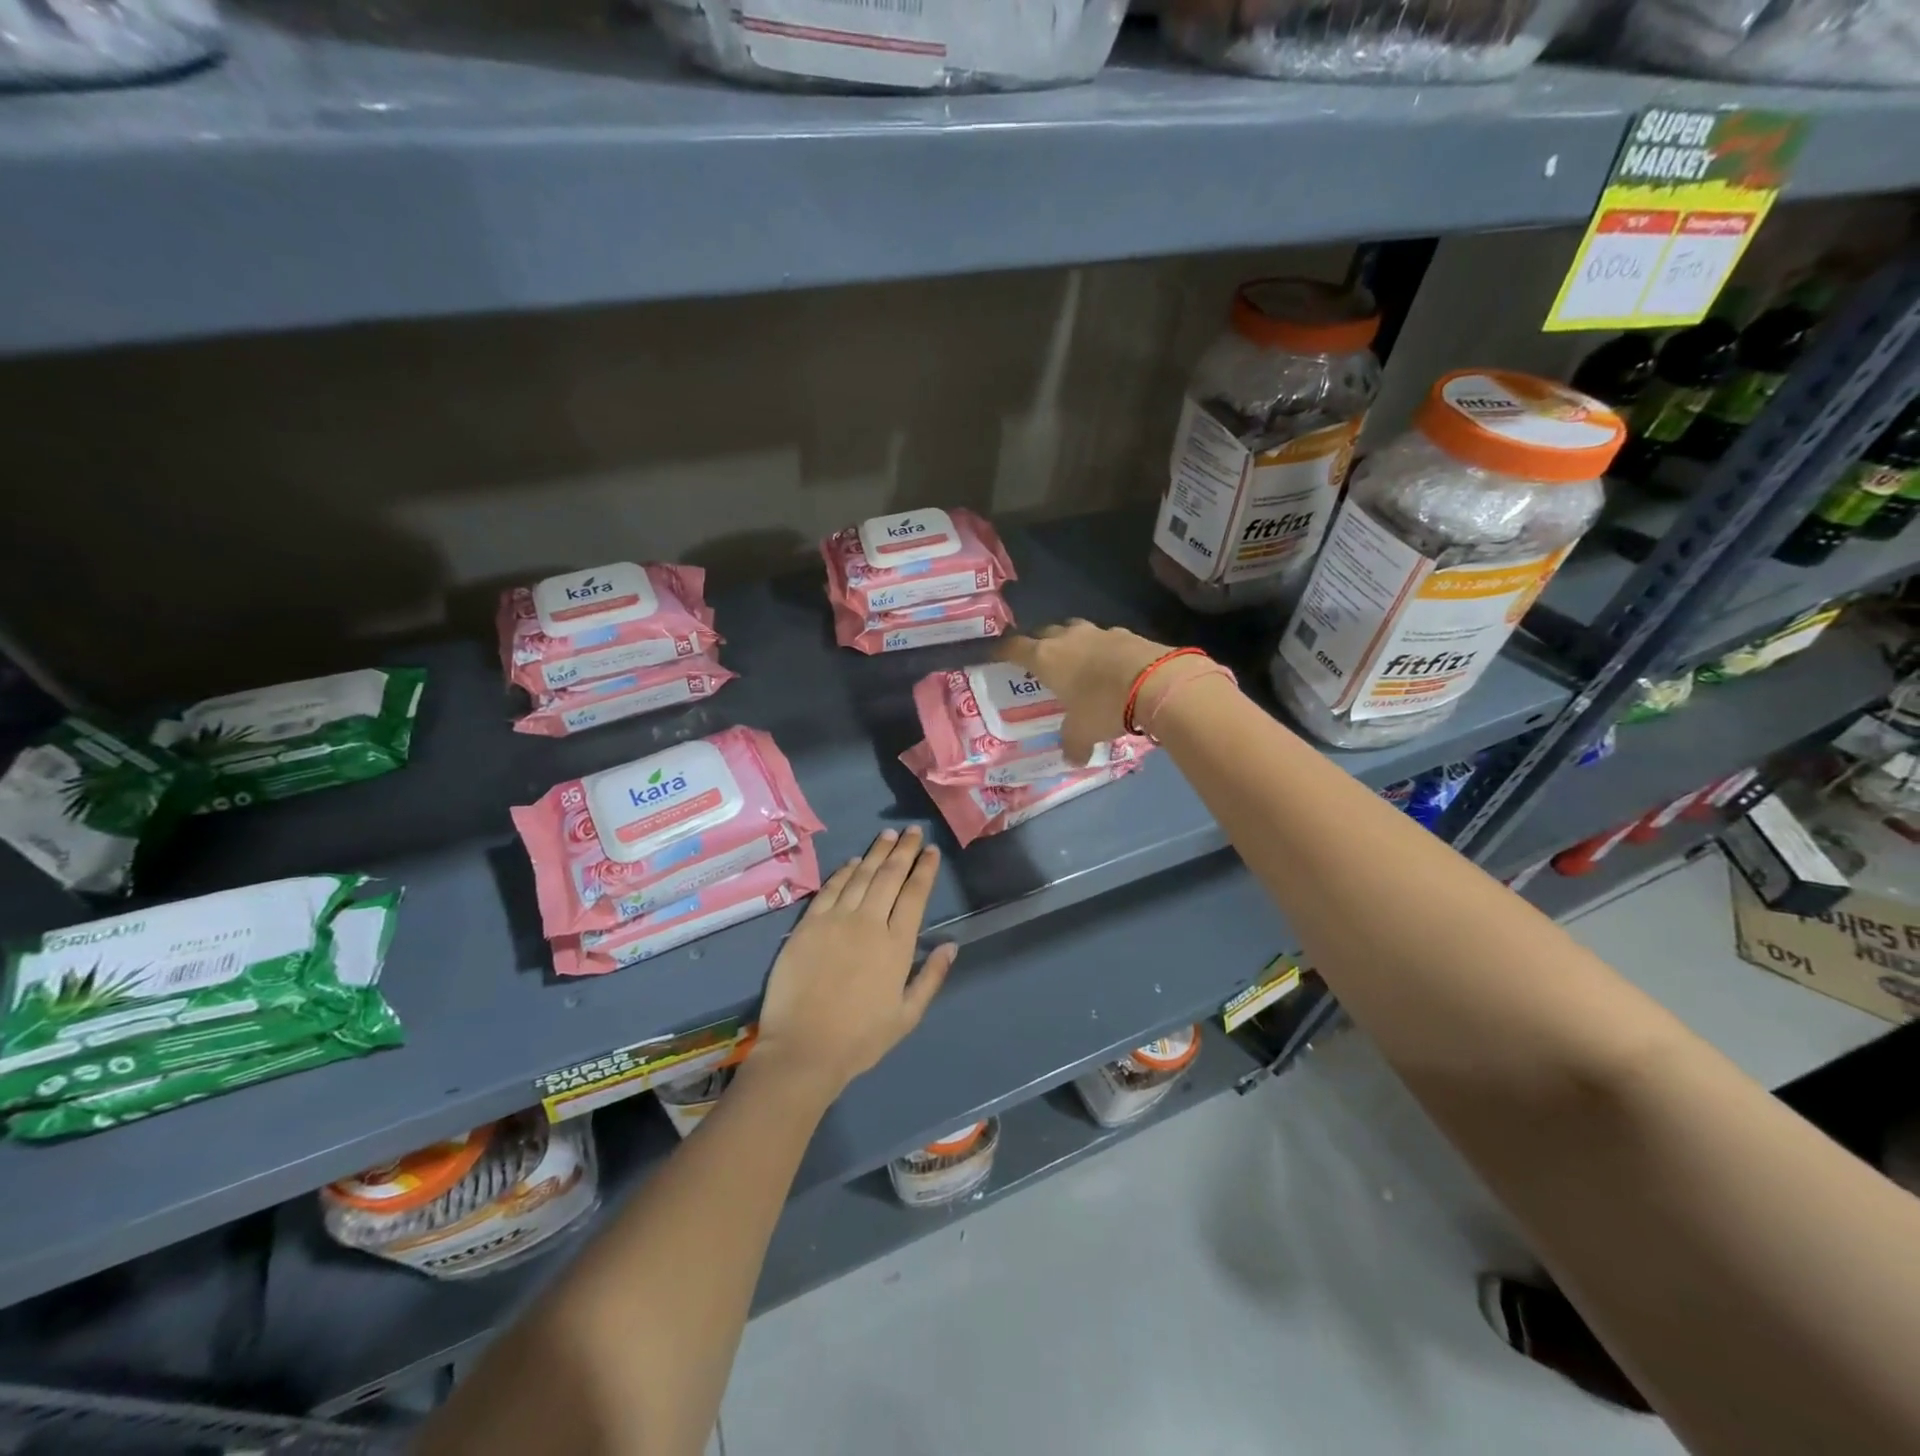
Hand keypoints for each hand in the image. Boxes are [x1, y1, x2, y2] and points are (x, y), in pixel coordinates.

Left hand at [752, 827, 955, 1102]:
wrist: (804, 1049)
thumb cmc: (860, 1038)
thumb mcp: (907, 1015)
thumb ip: (931, 977)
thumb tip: (951, 945)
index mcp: (896, 945)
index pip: (915, 895)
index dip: (925, 869)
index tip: (932, 850)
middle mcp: (869, 923)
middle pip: (890, 876)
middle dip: (904, 850)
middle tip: (913, 831)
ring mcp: (836, 920)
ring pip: (861, 875)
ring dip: (876, 852)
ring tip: (888, 834)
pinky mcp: (808, 925)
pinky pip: (830, 889)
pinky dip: (844, 872)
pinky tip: (853, 861)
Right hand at [997, 620, 1190, 763]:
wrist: (1157, 682)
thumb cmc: (1104, 705)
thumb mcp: (1083, 732)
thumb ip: (1073, 744)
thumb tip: (1072, 759)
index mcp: (1046, 658)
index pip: (1014, 647)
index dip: (1002, 650)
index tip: (995, 653)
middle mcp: (1067, 639)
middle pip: (1044, 632)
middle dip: (1039, 643)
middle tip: (1039, 659)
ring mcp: (1099, 632)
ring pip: (1075, 630)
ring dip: (1071, 642)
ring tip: (1075, 660)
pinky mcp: (1127, 634)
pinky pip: (1106, 638)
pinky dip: (1102, 649)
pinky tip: (1110, 665)